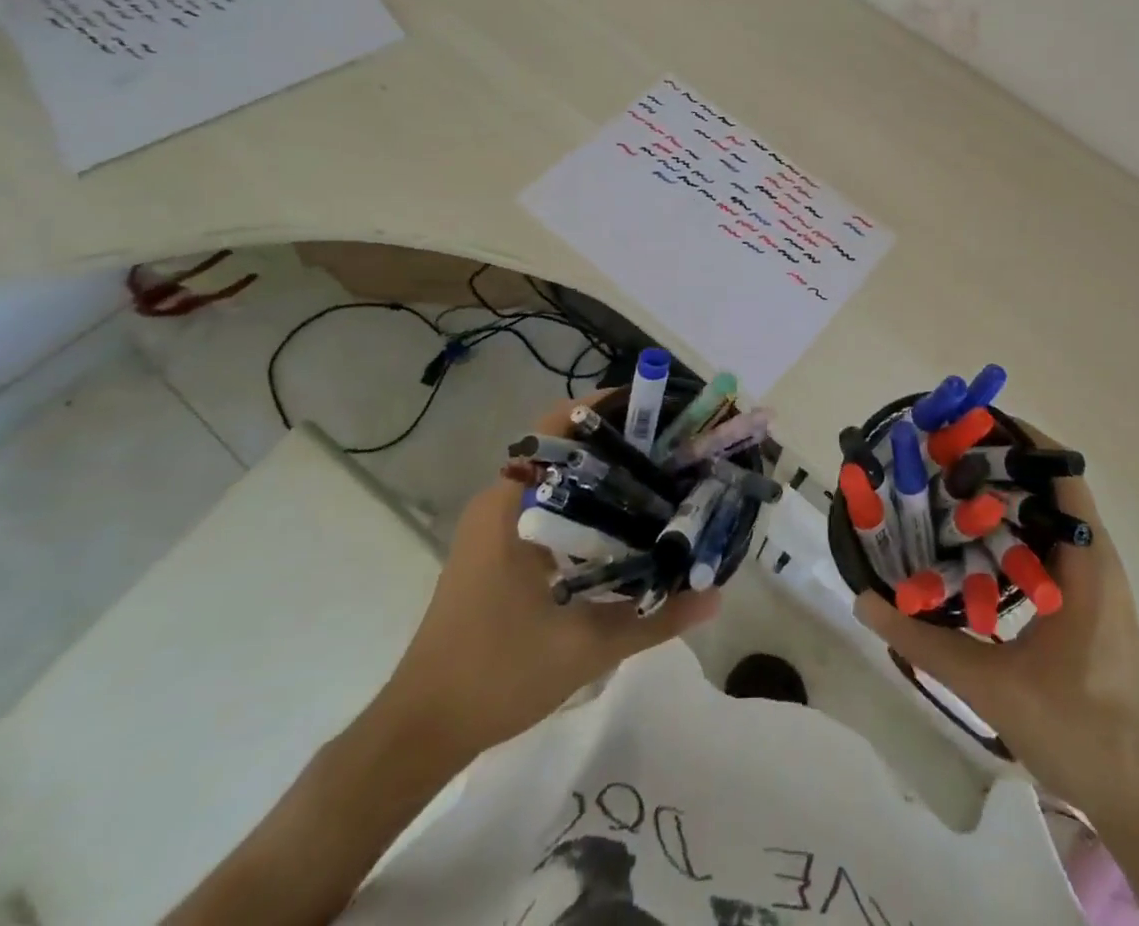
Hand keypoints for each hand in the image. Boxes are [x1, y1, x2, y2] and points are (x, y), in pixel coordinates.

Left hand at [378, 394, 718, 764]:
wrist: (422, 730)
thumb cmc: (497, 675)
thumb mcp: (586, 647)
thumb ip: (655, 618)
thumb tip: (716, 595)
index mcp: (510, 505)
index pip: (560, 428)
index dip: (608, 409)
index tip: (657, 411)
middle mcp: (500, 502)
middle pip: (566, 447)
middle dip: (619, 441)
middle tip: (673, 447)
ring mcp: (495, 526)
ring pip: (559, 478)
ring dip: (604, 473)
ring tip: (659, 477)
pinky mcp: (496, 549)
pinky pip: (550, 505)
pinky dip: (587, 502)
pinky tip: (624, 524)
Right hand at [854, 452, 1138, 810]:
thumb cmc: (1080, 729)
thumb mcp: (993, 686)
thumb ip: (926, 642)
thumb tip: (865, 601)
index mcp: (1087, 561)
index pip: (1060, 473)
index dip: (1019, 441)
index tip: (967, 426)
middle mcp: (1093, 558)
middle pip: (1047, 488)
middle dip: (998, 465)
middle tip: (941, 456)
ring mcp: (1091, 582)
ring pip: (1045, 519)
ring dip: (1002, 500)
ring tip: (946, 490)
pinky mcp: (1083, 604)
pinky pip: (1044, 548)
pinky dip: (1009, 534)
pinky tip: (968, 547)